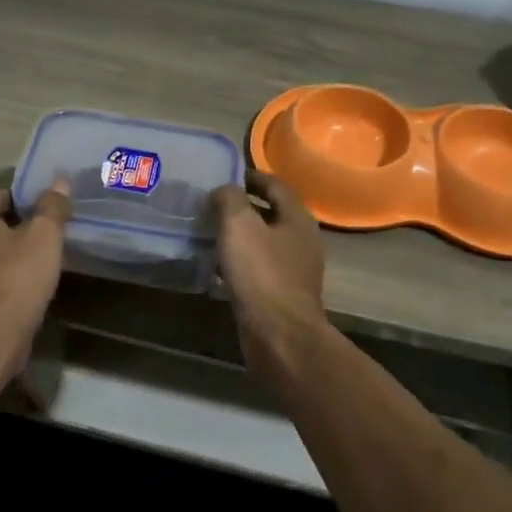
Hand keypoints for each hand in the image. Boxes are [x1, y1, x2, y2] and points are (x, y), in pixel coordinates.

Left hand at [0, 181, 71, 375]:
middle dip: (18, 226)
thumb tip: (59, 182)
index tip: (51, 210)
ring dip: (9, 254)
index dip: (28, 199)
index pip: (1, 194)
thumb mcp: (44, 235)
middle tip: (49, 234)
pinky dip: (2, 277)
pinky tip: (24, 286)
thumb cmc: (18, 277)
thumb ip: (52, 206)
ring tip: (39, 261)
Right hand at [211, 173, 328, 368]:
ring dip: (239, 236)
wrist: (279, 335)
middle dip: (242, 207)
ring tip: (209, 233)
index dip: (250, 176)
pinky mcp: (282, 295)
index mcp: (297, 218)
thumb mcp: (240, 224)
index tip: (223, 176)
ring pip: (263, 243)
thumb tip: (224, 190)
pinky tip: (217, 268)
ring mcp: (294, 270)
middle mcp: (302, 241)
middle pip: (271, 213)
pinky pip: (258, 269)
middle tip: (211, 204)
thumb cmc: (261, 273)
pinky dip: (239, 263)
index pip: (275, 185)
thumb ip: (230, 198)